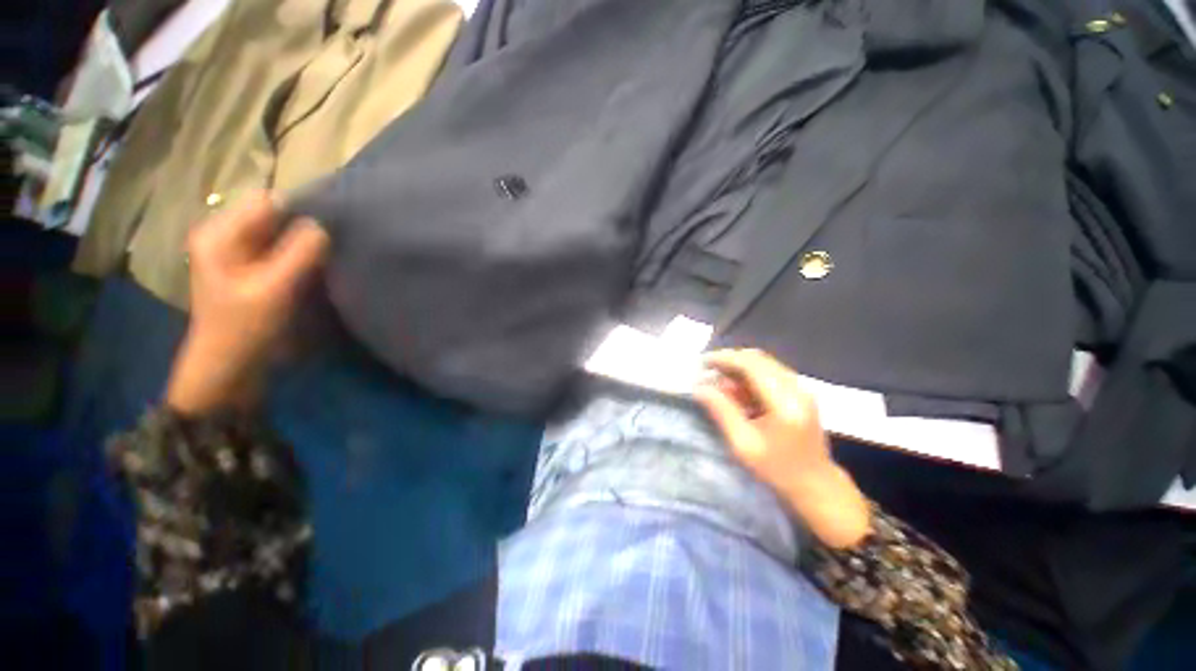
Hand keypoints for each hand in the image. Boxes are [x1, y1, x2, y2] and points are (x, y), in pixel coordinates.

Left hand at [166, 193, 329, 414]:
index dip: (299, 211)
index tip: (329, 230)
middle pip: (273, 215)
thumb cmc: (245, 326)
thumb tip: (323, 225)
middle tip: (330, 247)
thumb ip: (299, 253)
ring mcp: (238, 252)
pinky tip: (313, 268)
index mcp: (220, 233)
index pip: (267, 202)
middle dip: (303, 227)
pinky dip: (299, 254)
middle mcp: (226, 235)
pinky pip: (281, 249)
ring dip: (303, 243)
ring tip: (325, 258)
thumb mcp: (274, 289)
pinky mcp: (251, 267)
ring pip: (280, 232)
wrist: (229, 364)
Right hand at [694, 349, 870, 548]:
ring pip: (763, 364)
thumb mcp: (743, 443)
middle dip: (729, 361)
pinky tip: (735, 392)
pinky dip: (749, 377)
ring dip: (738, 369)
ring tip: (718, 383)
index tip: (702, 363)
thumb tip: (700, 388)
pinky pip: (770, 374)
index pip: (751, 365)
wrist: (816, 485)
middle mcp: (796, 388)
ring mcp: (800, 389)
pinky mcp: (799, 394)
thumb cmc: (777, 469)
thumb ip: (721, 411)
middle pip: (758, 359)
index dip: (724, 359)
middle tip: (707, 371)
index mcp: (784, 401)